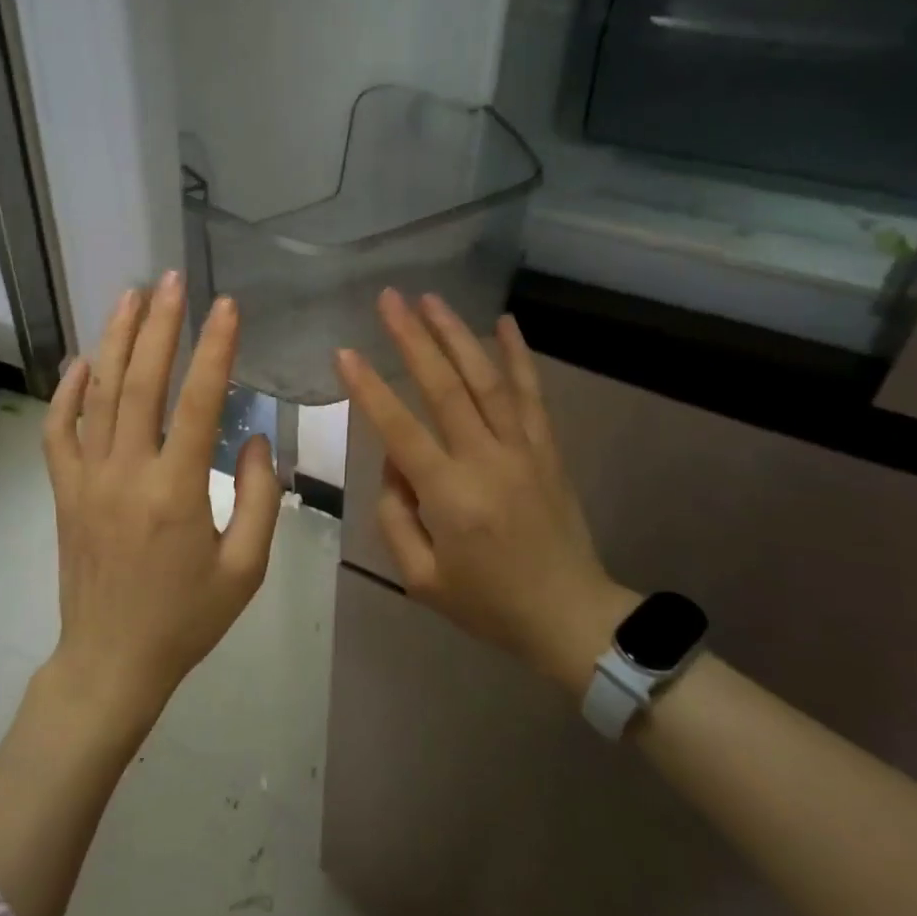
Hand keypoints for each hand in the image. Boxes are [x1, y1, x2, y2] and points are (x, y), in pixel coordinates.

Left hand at [42, 272, 283, 730]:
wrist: (111, 662)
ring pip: (98, 395)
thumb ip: (259, 497)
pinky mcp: (64, 492)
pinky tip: (82, 360)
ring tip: (130, 295)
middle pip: (141, 382)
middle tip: (172, 279)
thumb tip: (254, 436)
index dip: (215, 349)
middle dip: (159, 324)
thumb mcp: (246, 568)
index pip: (198, 402)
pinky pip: (59, 431)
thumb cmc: (187, 619)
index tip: (226, 305)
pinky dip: (67, 391)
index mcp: (176, 491)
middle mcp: (126, 473)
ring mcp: (87, 479)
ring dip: (114, 340)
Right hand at [336, 290, 635, 692]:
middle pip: (446, 387)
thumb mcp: (421, 578)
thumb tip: (394, 461)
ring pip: (488, 379)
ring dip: (458, 335)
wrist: (571, 617)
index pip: (400, 430)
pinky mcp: (548, 449)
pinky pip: (532, 394)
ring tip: (431, 299)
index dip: (370, 388)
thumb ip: (395, 516)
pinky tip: (505, 322)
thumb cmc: (488, 604)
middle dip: (413, 339)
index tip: (345, 351)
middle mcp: (486, 460)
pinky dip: (519, 355)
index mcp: (450, 496)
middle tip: (389, 298)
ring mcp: (523, 449)